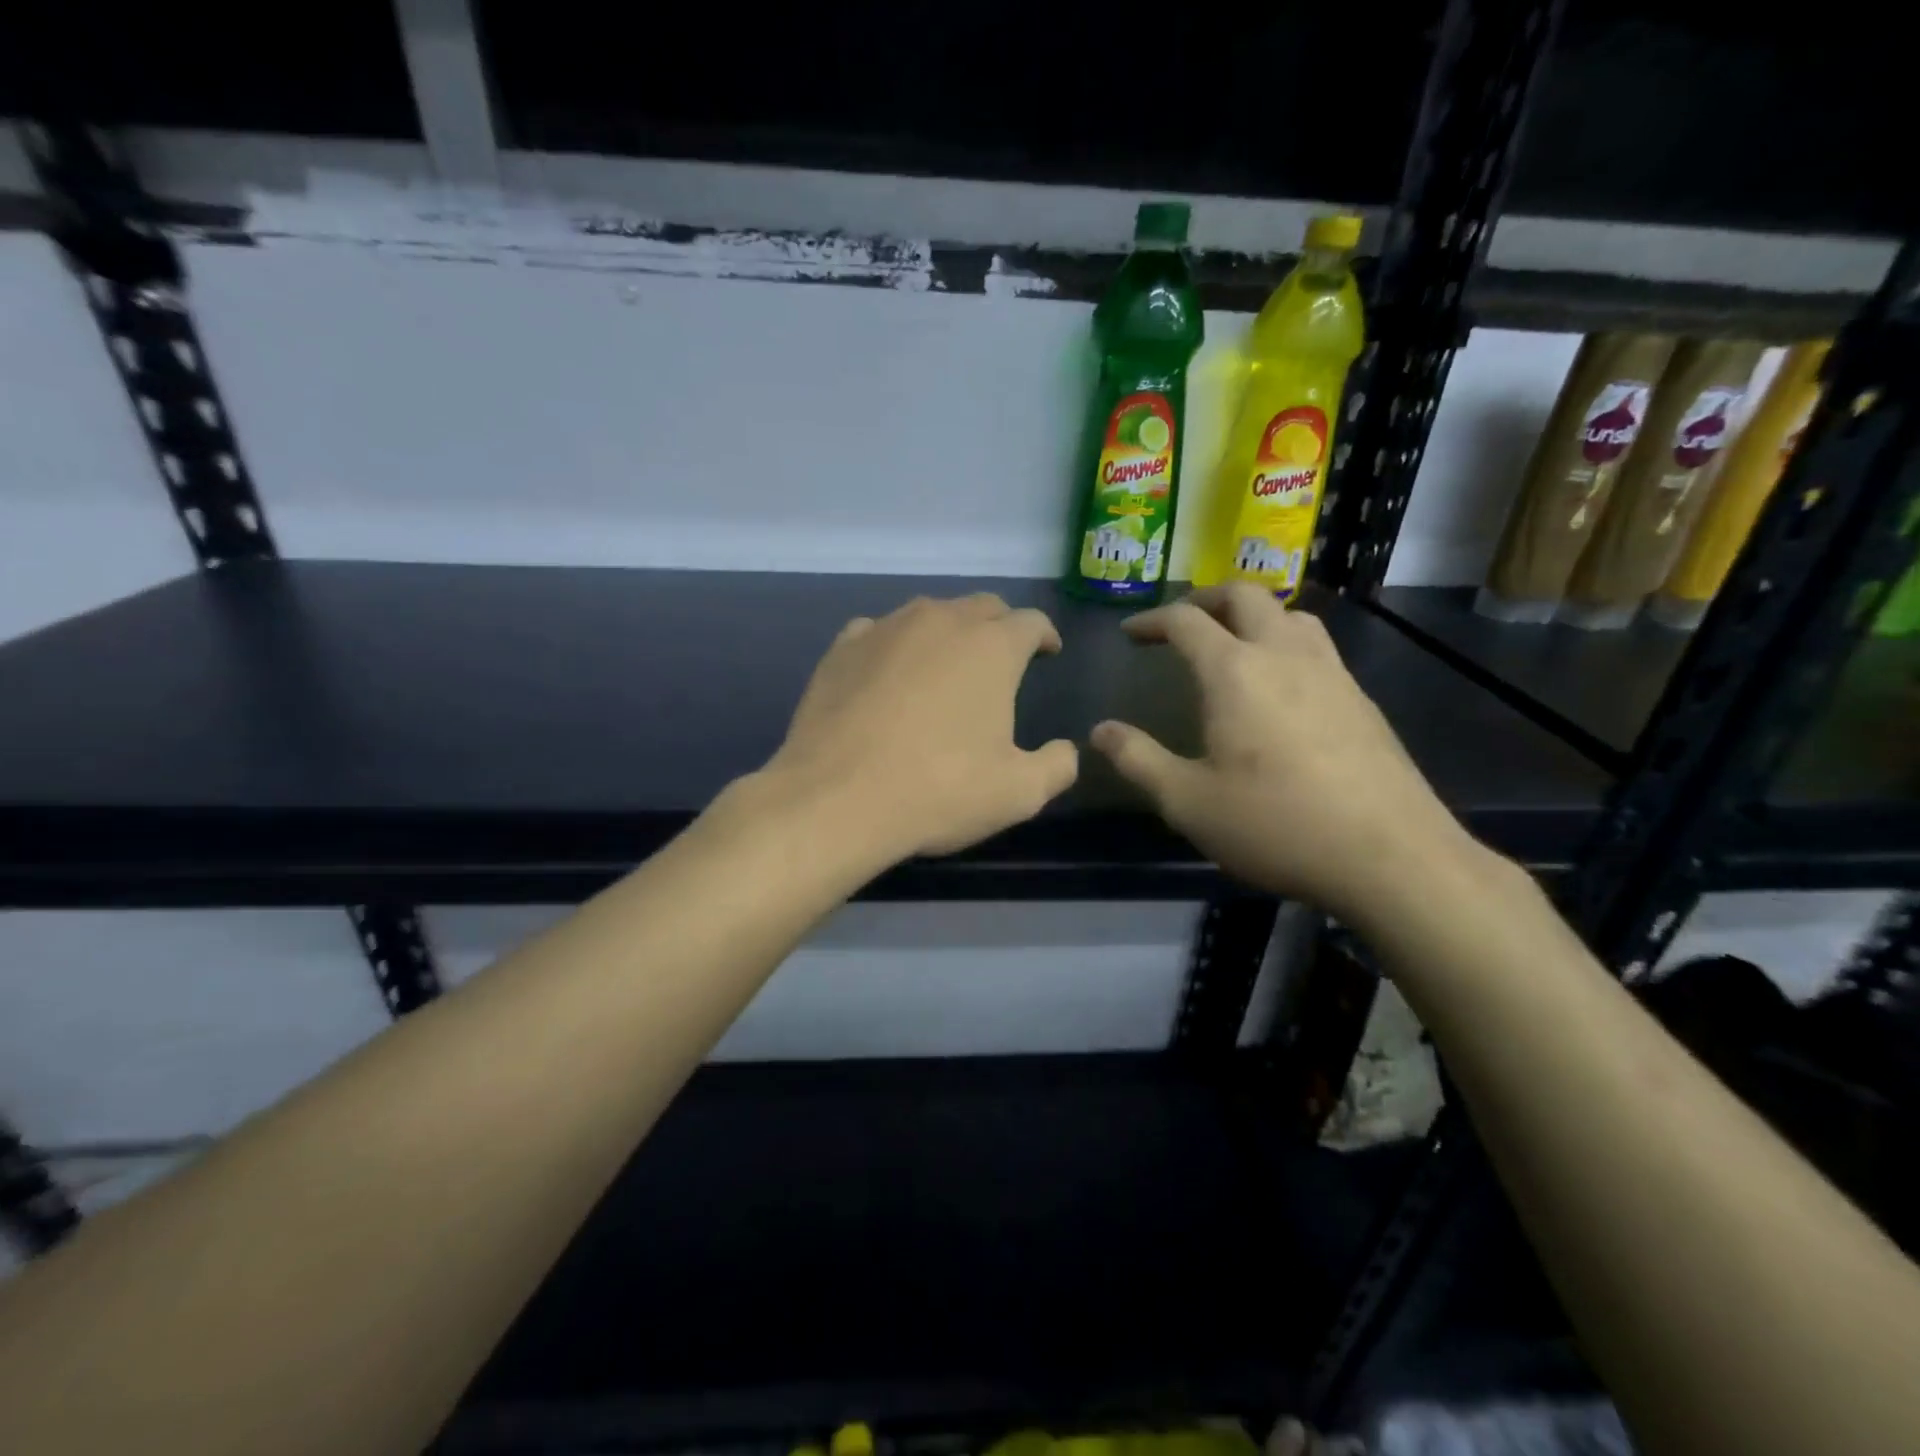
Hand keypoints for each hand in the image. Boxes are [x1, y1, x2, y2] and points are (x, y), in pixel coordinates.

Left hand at [766, 594, 1078, 858]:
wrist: (837, 798)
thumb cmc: (939, 791)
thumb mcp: (1019, 793)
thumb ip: (1056, 765)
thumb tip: (1065, 750)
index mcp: (991, 647)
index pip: (1030, 622)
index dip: (1044, 636)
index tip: (1047, 653)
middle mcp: (941, 621)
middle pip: (982, 606)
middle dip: (1000, 626)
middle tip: (1002, 657)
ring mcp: (886, 628)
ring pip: (929, 612)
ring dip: (947, 631)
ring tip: (946, 662)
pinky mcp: (843, 647)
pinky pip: (879, 631)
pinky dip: (894, 645)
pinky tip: (889, 671)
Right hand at [1090, 583, 1479, 925]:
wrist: (1390, 856)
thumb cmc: (1276, 824)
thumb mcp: (1187, 802)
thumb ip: (1137, 760)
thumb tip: (1100, 731)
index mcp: (1234, 671)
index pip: (1185, 621)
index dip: (1151, 620)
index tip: (1130, 634)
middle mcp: (1284, 654)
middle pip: (1243, 595)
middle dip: (1203, 599)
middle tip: (1179, 623)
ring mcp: (1330, 671)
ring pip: (1288, 613)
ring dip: (1251, 614)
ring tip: (1230, 642)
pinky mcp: (1359, 697)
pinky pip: (1315, 644)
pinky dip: (1284, 640)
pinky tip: (1280, 684)